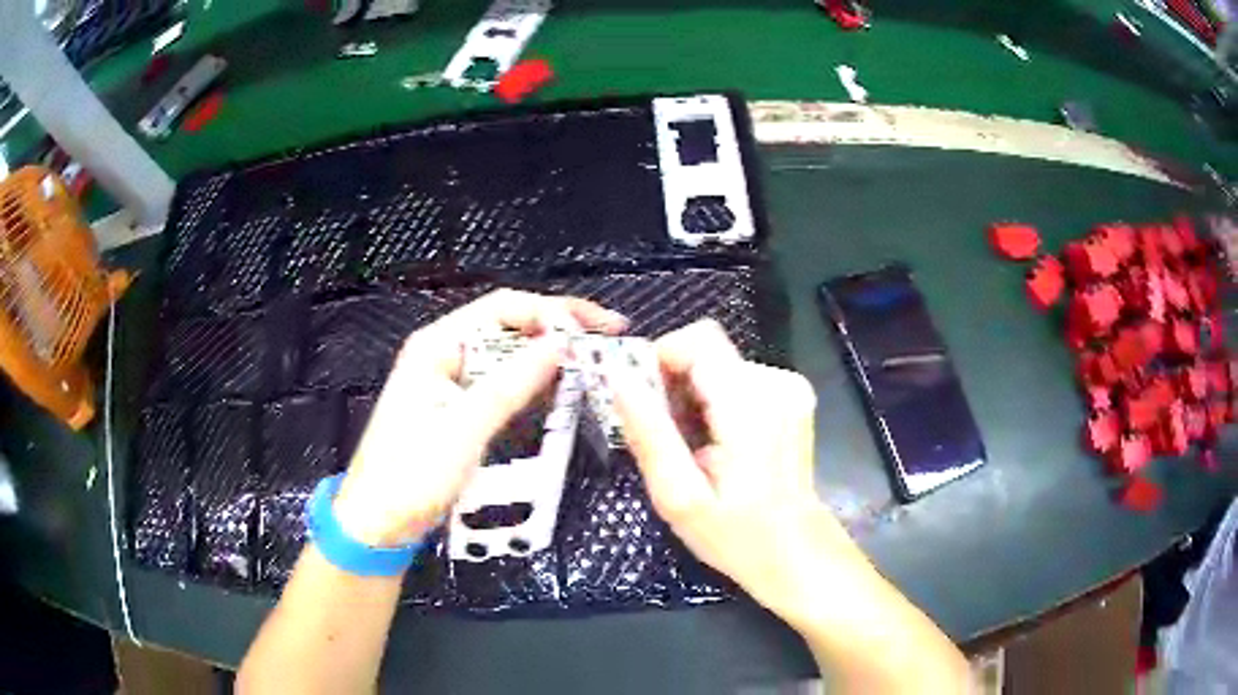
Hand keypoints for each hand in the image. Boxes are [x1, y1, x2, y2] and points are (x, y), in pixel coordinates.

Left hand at [332, 290, 625, 547]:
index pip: (503, 308)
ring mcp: (452, 382)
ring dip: (549, 355)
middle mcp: (445, 354)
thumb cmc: (410, 476)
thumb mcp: (464, 428)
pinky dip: (534, 382)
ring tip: (594, 359)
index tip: (592, 331)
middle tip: (607, 335)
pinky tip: (561, 386)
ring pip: (510, 355)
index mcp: (437, 345)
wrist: (379, 523)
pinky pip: (504, 384)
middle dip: (557, 327)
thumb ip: (512, 383)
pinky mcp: (460, 408)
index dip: (551, 312)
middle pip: (509, 326)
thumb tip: (561, 343)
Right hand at [608, 320, 868, 622]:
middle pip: (707, 351)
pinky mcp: (792, 396)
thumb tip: (617, 378)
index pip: (698, 339)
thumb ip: (649, 434)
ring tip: (692, 448)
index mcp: (751, 405)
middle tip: (665, 437)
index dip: (660, 359)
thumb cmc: (738, 536)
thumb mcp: (680, 497)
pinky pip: (737, 379)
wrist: (797, 552)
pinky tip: (716, 443)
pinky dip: (715, 402)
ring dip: (693, 396)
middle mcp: (777, 384)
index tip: (643, 401)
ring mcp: (790, 388)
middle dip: (673, 384)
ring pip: (719, 365)